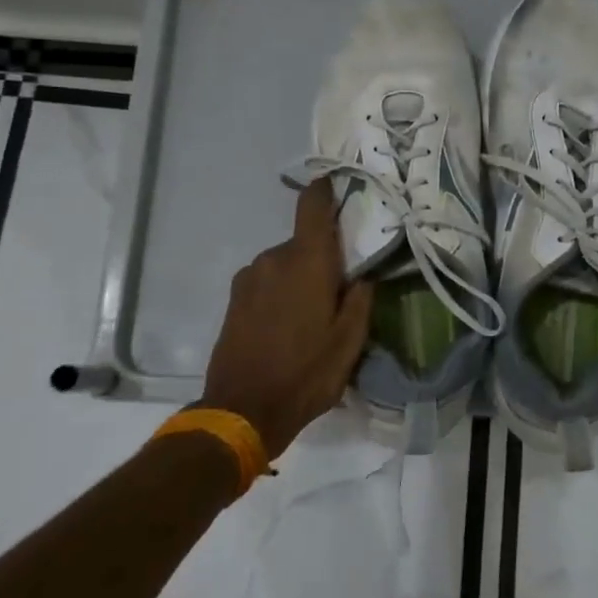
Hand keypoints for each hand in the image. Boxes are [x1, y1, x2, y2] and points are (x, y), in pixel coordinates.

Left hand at [202, 179, 375, 459]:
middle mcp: (274, 258)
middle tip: (340, 290)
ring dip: (300, 278)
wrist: (242, 410)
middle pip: (304, 242)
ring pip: (285, 263)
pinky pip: (266, 281)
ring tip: (312, 317)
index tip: (341, 187)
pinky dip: (280, 292)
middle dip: (323, 258)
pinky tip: (287, 326)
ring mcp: (249, 277)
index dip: (326, 190)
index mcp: (307, 261)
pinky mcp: (234, 297)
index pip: (312, 205)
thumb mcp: (350, 341)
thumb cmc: (306, 374)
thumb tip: (363, 274)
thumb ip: (361, 298)